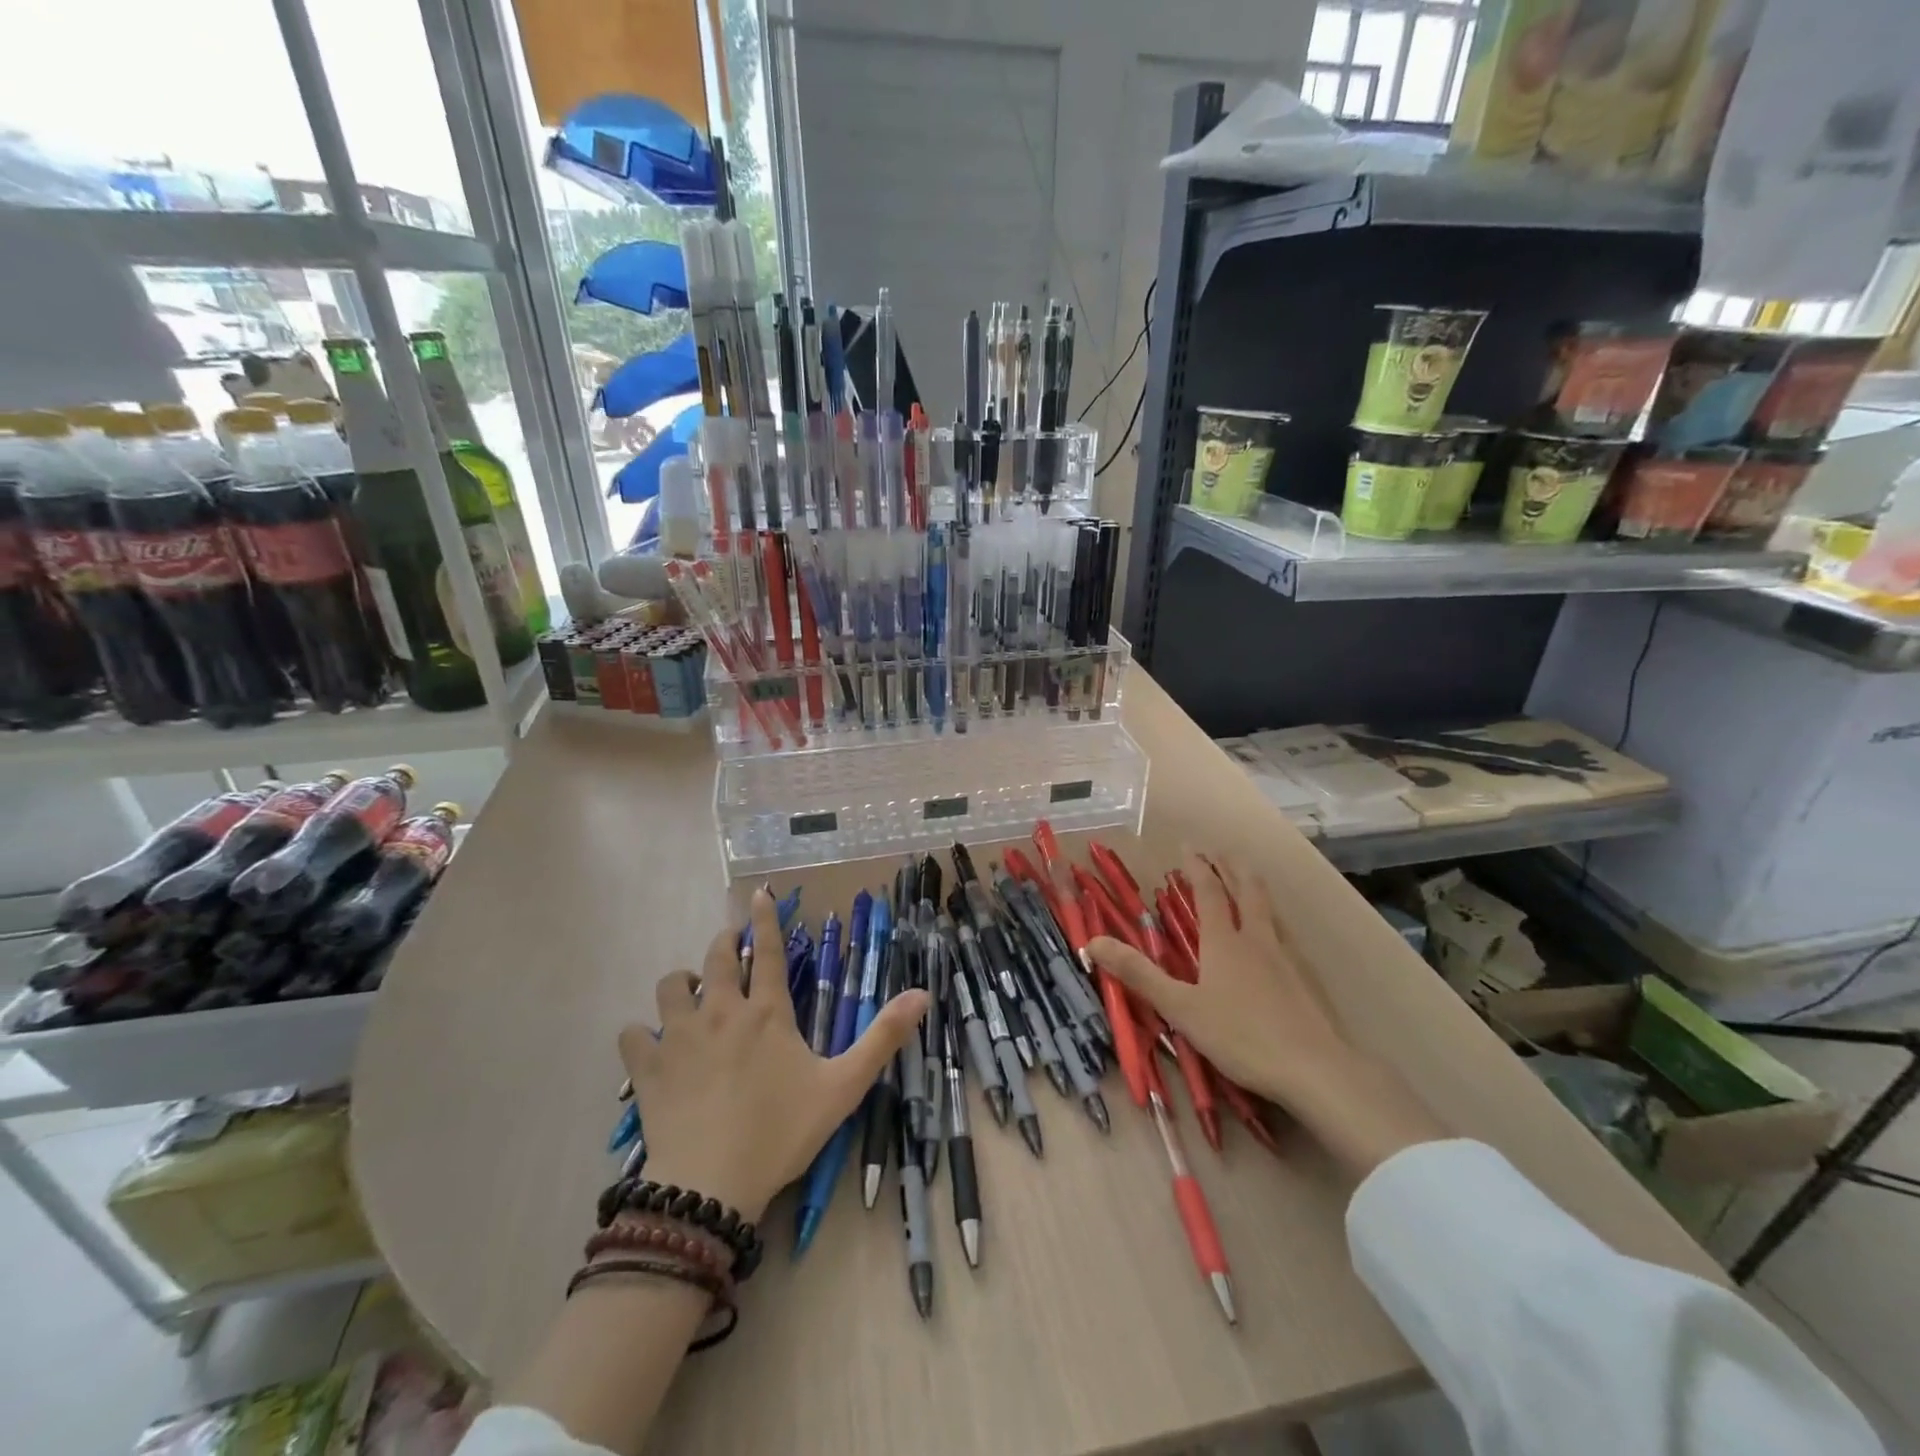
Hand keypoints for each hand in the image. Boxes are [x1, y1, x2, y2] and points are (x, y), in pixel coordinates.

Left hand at [620, 889, 928, 1221]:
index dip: (764, 919)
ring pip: (670, 987)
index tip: (758, 893)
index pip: (766, 951)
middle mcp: (720, 1012)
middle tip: (729, 947)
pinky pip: (633, 1036)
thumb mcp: (844, 1086)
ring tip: (692, 994)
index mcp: (766, 1012)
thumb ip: (882, 1038)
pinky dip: (642, 1034)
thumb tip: (922, 994)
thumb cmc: (781, 1132)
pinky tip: (651, 1044)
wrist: (711, 1187)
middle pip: (715, 959)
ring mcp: (679, 1038)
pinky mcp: (648, 1070)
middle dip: (723, 943)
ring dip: (681, 983)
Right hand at [1086, 852, 1443, 1178]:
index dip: (1198, 869)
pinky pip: (1284, 936)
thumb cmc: (1241, 1036)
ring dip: (1255, 888)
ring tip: (1249, 878)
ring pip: (1269, 911)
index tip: (1189, 847)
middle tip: (1222, 851)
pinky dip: (1273, 920)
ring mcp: (1285, 959)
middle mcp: (1255, 940)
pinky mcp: (1304, 981)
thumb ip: (1139, 975)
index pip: (1209, 894)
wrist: (1314, 1069)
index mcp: (1224, 943)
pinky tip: (1277, 936)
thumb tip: (1093, 941)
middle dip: (1232, 868)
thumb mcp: (1181, 1008)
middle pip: (1246, 892)